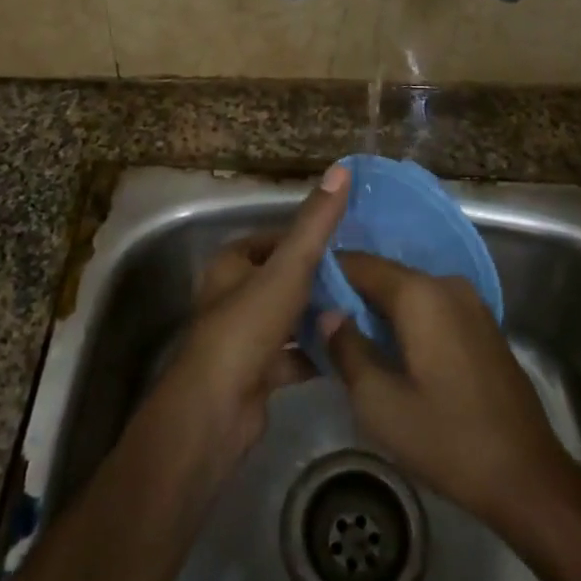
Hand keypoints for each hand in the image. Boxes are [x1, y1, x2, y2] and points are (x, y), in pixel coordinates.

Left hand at [151, 164, 350, 471]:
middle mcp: (233, 296)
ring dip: (318, 318)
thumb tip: (341, 169)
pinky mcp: (255, 375)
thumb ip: (316, 223)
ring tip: (362, 313)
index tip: (348, 243)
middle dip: (319, 281)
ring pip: (289, 319)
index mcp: (232, 265)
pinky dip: (315, 354)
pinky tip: (347, 353)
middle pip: (283, 280)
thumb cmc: (248, 327)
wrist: (217, 410)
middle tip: (363, 279)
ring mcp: (243, 338)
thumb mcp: (288, 268)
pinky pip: (292, 357)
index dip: (308, 240)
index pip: (275, 240)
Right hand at [326, 253, 580, 530]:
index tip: (297, 293)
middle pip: (385, 277)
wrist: (527, 477)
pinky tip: (387, 349)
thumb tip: (327, 313)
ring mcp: (470, 304)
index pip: (359, 264)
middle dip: (350, 295)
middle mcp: (446, 284)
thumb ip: (347, 349)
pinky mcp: (482, 326)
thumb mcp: (380, 404)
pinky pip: (431, 309)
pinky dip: (405, 321)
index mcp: (420, 294)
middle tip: (314, 320)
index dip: (325, 275)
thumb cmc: (447, 439)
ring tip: (344, 336)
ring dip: (378, 310)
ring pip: (409, 294)